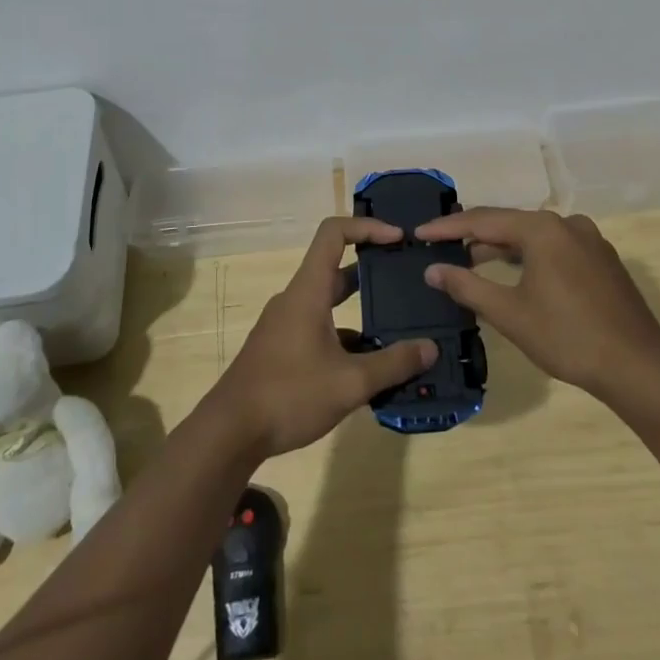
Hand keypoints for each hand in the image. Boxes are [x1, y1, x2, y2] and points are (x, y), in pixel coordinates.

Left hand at [206, 216, 438, 457]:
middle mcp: (296, 299)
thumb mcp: (349, 382)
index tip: (398, 238)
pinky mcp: (282, 348)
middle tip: (407, 279)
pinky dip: (345, 336)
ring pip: (328, 302)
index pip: (333, 234)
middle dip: (372, 269)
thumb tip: (431, 347)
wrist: (229, 432)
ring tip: (398, 325)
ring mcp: (286, 324)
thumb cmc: (288, 394)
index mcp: (308, 291)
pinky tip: (369, 364)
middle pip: (335, 268)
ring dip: (360, 308)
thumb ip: (393, 364)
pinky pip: (320, 328)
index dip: (367, 227)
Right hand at [415, 208, 659, 418]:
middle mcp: (566, 224)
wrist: (639, 367)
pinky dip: (528, 256)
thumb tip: (433, 269)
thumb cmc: (568, 337)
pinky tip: (514, 274)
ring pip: (533, 236)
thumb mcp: (510, 313)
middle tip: (440, 245)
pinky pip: (554, 248)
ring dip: (501, 247)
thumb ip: (467, 286)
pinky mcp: (602, 260)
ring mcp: (589, 240)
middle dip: (473, 235)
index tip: (418, 234)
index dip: (447, 228)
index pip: (483, 221)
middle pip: (509, 223)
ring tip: (470, 261)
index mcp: (542, 229)